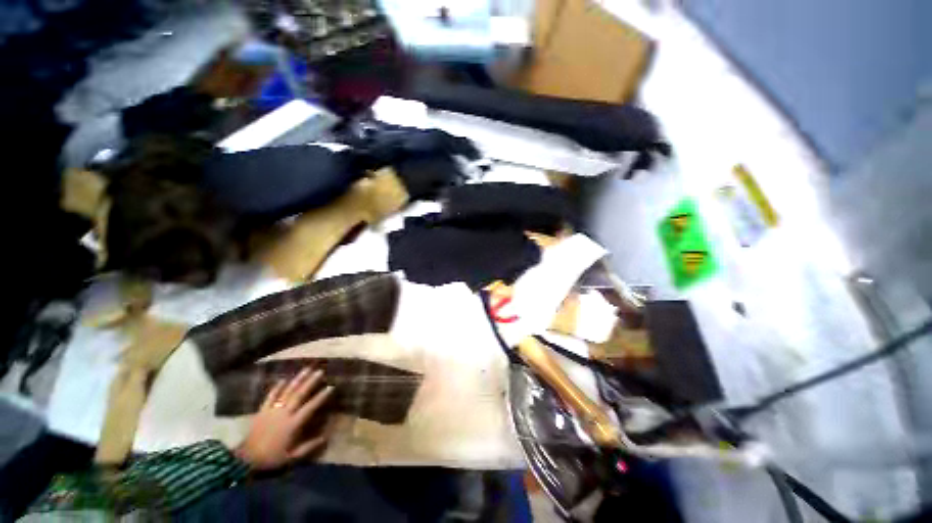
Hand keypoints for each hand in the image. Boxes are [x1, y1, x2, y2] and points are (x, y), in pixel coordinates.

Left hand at [233, 367, 333, 470]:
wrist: (245, 459)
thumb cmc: (271, 458)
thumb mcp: (291, 457)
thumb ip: (308, 447)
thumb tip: (325, 438)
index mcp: (293, 424)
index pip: (310, 407)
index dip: (321, 397)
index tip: (331, 387)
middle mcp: (284, 413)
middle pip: (299, 394)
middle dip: (310, 382)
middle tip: (320, 372)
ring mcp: (272, 410)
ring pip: (287, 391)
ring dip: (297, 380)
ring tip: (306, 369)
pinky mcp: (262, 410)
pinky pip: (270, 396)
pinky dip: (277, 387)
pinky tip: (283, 379)